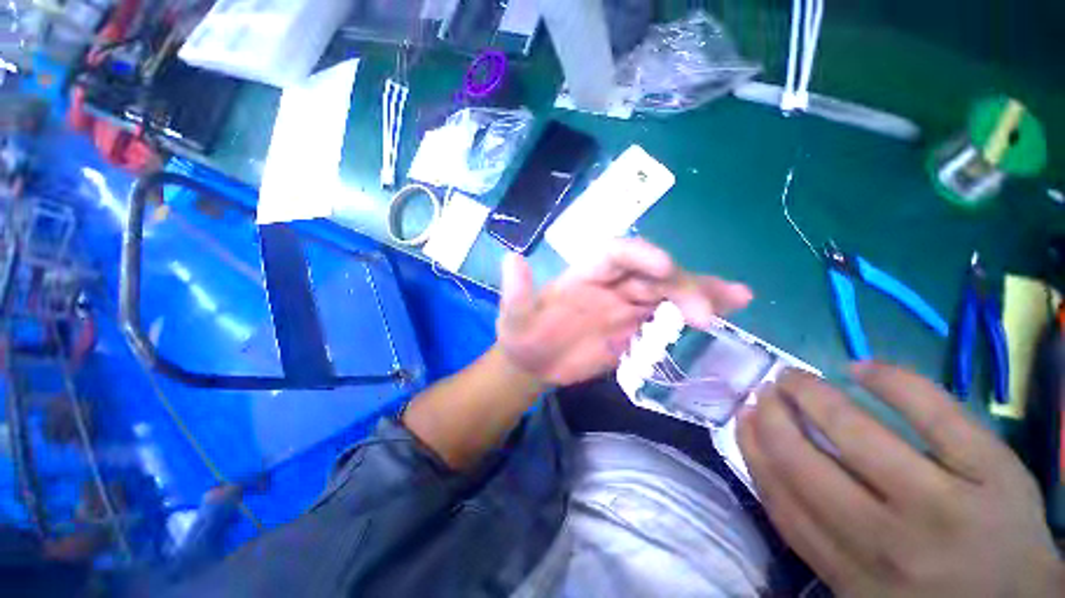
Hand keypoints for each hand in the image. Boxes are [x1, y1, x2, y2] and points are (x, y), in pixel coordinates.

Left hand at [497, 238, 751, 386]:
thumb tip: (510, 259)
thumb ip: (516, 292)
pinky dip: (694, 314)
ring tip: (736, 299)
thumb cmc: (522, 335)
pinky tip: (725, 314)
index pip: (616, 255)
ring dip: (700, 294)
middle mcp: (610, 285)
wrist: (533, 362)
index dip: (640, 256)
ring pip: (668, 293)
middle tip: (703, 312)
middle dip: (679, 286)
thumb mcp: (513, 316)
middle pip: (651, 275)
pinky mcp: (634, 328)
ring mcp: (625, 307)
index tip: (663, 268)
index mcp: (583, 276)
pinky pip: (667, 318)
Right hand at [738, 363, 1064, 596]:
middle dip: (773, 416)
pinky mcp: (992, 470)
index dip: (753, 449)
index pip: (781, 499)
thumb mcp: (861, 589)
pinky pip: (934, 412)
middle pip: (806, 464)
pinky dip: (892, 380)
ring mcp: (944, 502)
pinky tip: (862, 367)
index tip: (742, 417)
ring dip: (812, 393)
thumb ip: (815, 538)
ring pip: (856, 433)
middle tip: (765, 391)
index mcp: (851, 573)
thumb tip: (769, 464)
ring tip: (795, 377)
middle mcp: (888, 542)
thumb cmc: (930, 594)